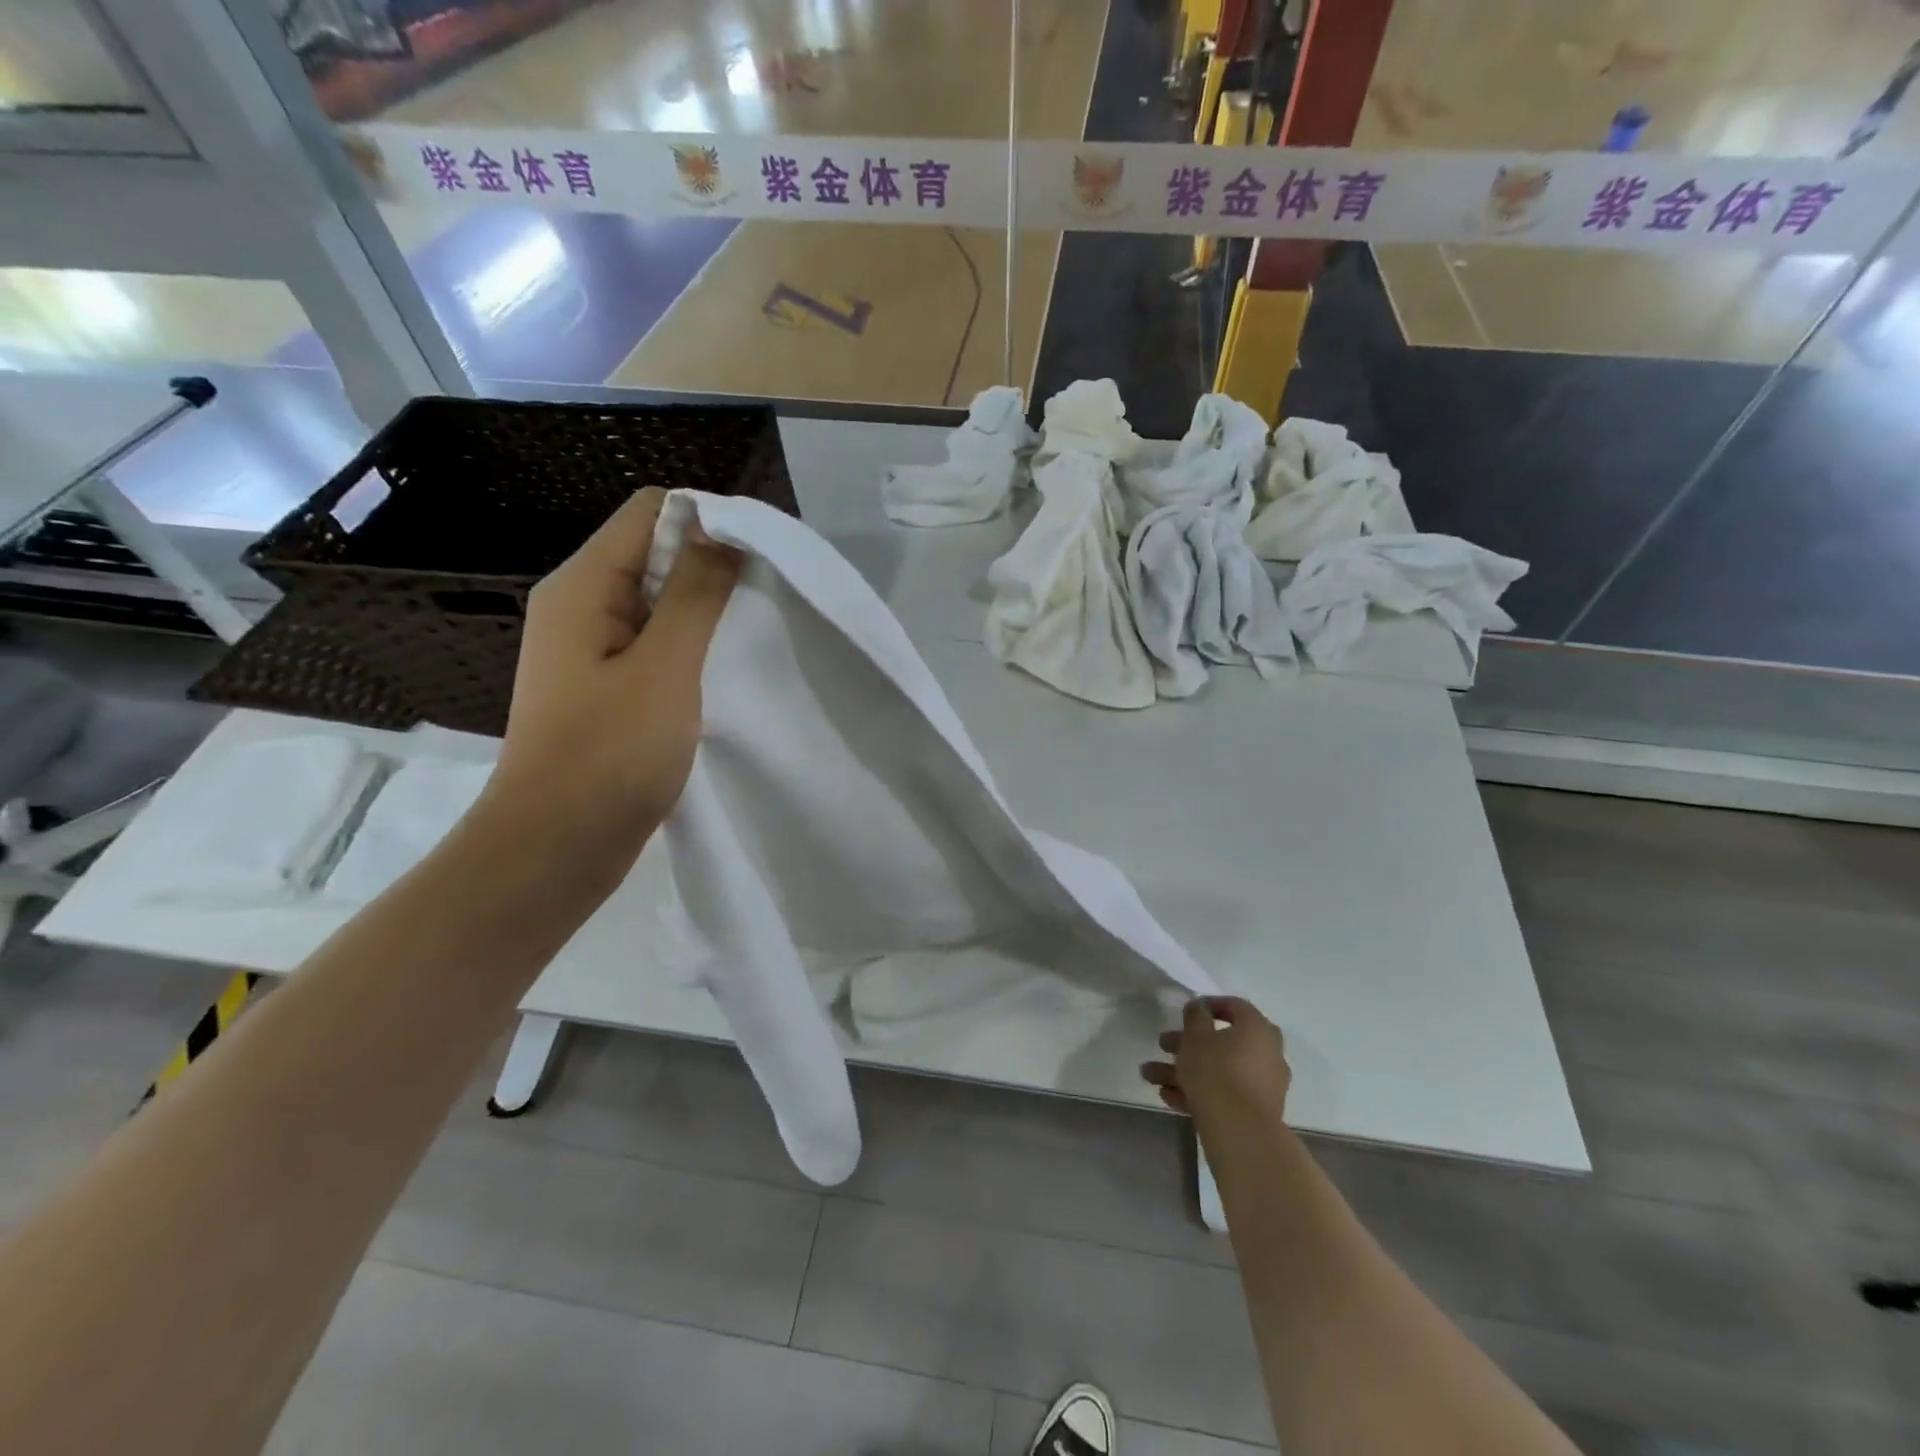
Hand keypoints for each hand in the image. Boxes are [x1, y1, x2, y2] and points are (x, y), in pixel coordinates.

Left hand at [482, 487, 740, 871]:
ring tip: (752, 635)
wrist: (556, 849)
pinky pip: (654, 645)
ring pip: (658, 603)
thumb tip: (720, 525)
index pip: (650, 512)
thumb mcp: (664, 666)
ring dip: (705, 611)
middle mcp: (579, 606)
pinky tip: (723, 671)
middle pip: (654, 553)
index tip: (761, 557)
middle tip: (766, 600)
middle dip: (712, 566)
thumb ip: (694, 593)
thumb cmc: (608, 754)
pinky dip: (691, 647)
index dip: (708, 520)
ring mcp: (590, 650)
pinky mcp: (605, 689)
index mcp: (581, 587)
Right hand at [1141, 996, 1291, 1132]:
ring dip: (1185, 1070)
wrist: (1240, 1132)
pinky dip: (1198, 1091)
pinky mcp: (1255, 1112)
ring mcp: (1263, 1086)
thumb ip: (1196, 1016)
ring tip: (1151, 1076)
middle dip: (1187, 1043)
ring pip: (1219, 1070)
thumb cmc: (1216, 1071)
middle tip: (1162, 1044)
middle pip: (1223, 1042)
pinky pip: (1224, 1093)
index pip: (1236, 1007)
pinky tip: (1168, 1096)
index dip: (1209, 1005)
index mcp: (1258, 1030)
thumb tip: (1200, 1008)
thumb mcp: (1196, 1036)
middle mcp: (1267, 1054)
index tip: (1186, 1011)